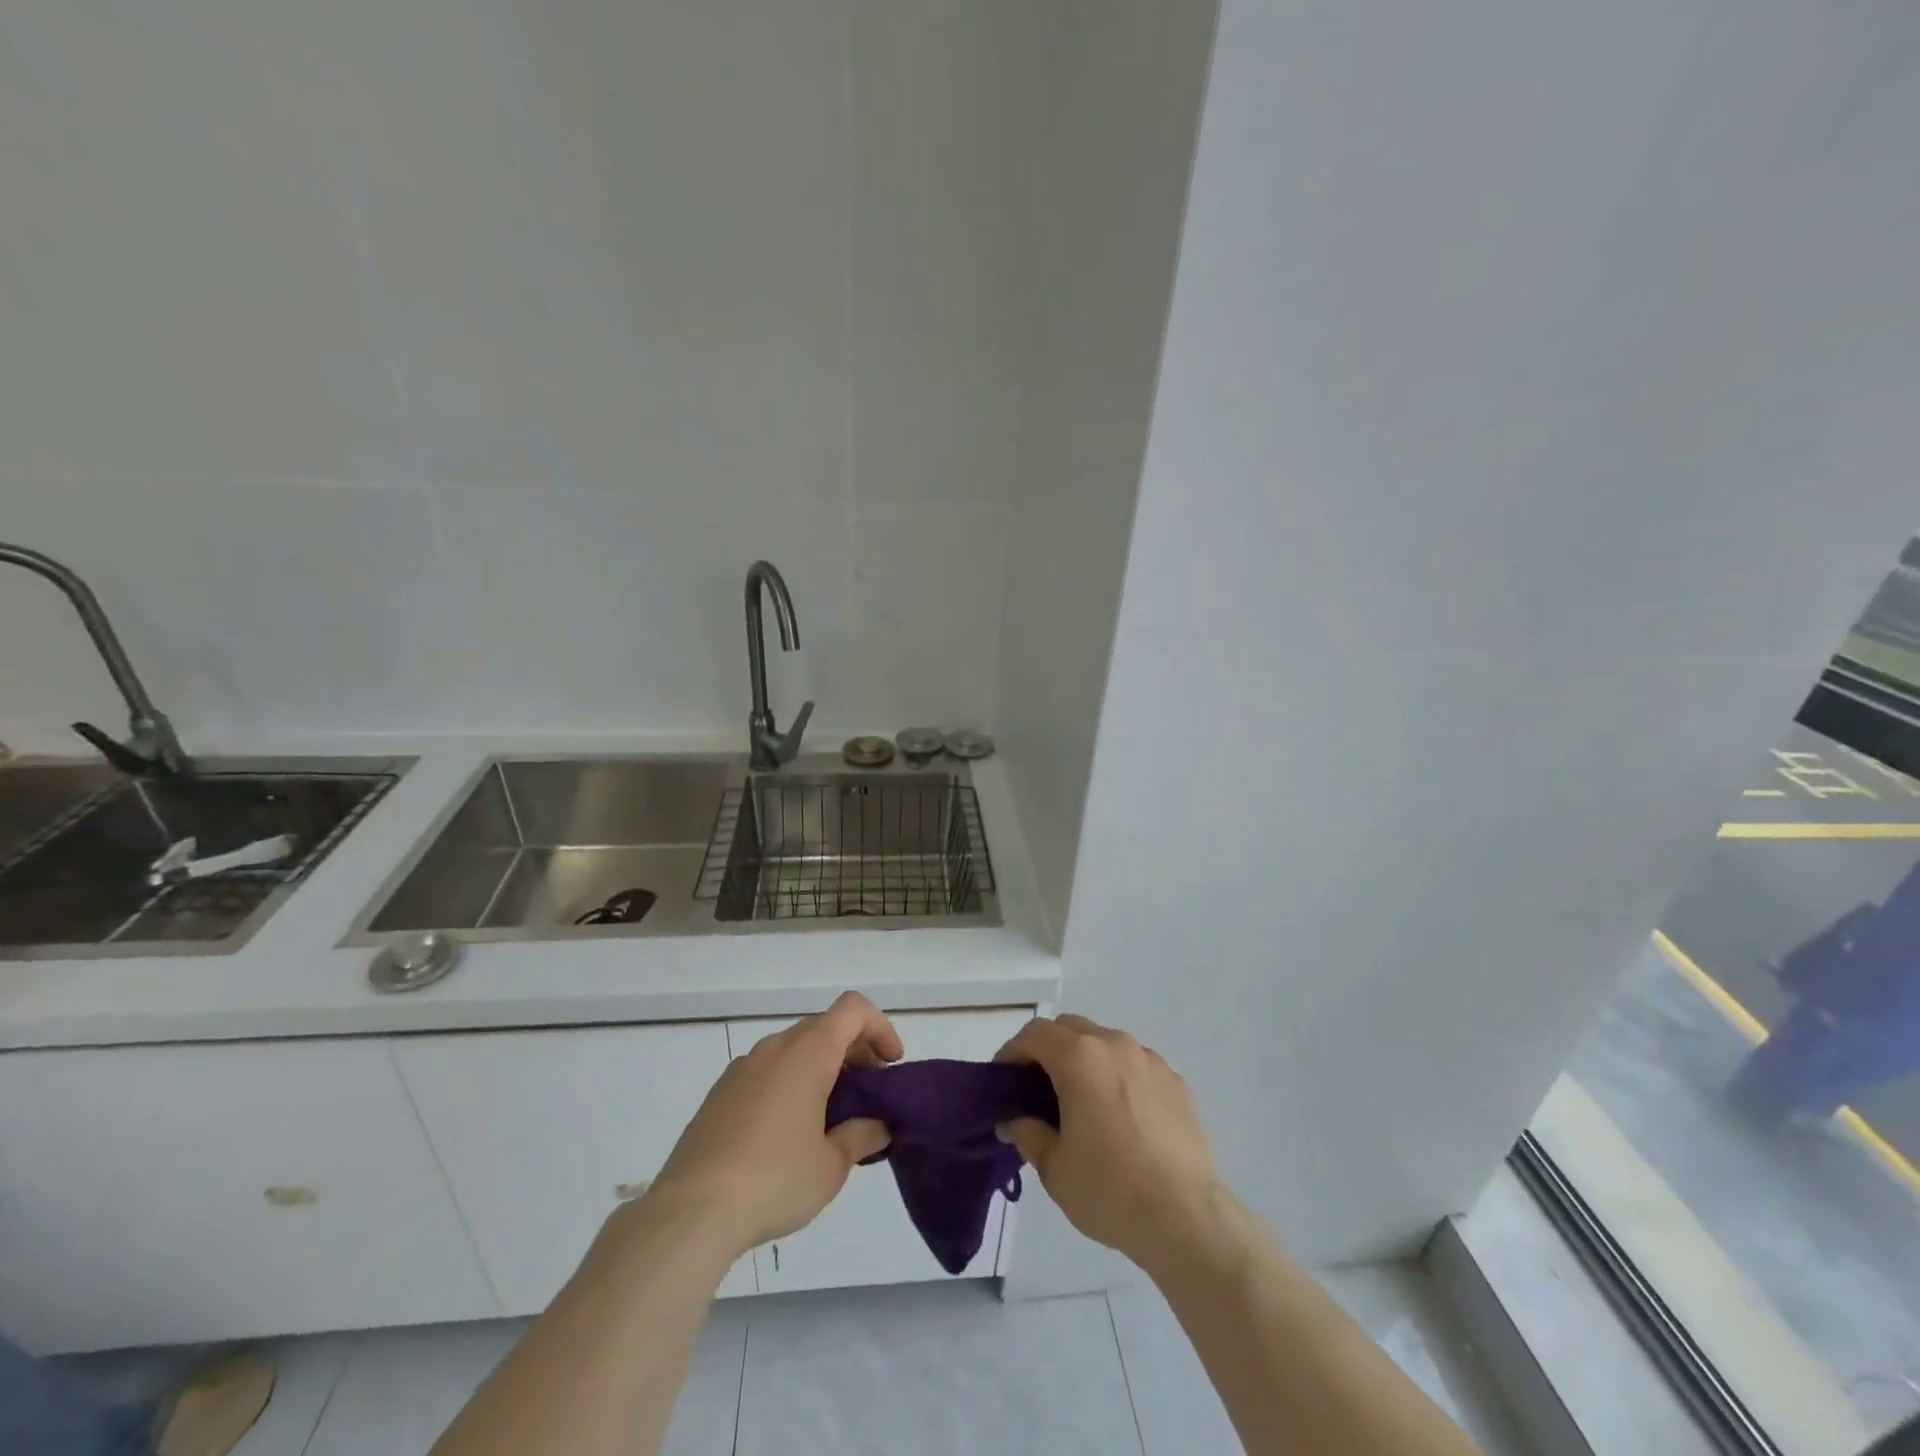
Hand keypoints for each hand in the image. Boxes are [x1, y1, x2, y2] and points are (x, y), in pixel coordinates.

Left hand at [649, 992, 900, 1259]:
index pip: (854, 1009)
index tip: (889, 1066)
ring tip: (830, 1118)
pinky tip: (788, 1133)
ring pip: (794, 1049)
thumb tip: (877, 1125)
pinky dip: (790, 1083)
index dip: (880, 1028)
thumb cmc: (774, 1179)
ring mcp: (742, 1068)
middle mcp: (775, 1047)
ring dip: (821, 1068)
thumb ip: (862, 1135)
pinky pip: (767, 1071)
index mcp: (808, 1052)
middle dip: (854, 1052)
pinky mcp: (719, 1093)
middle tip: (867, 1095)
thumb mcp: (832, 1165)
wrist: (690, 1212)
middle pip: (825, 1027)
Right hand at [995, 1014, 1225, 1273]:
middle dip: (1047, 1050)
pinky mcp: (1175, 1081)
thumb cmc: (1111, 1191)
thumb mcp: (1054, 1167)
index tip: (1003, 1081)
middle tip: (1036, 1090)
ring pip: (1104, 1042)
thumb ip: (1027, 1132)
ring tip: (1081, 1104)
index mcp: (1080, 1058)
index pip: (1034, 1034)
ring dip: (1084, 1060)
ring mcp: (1149, 1060)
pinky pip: (1135, 1065)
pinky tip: (1120, 1118)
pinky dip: (1117, 1077)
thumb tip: (1013, 1119)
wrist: (1188, 1219)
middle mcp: (1115, 1045)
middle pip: (1069, 1028)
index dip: (1012, 1052)